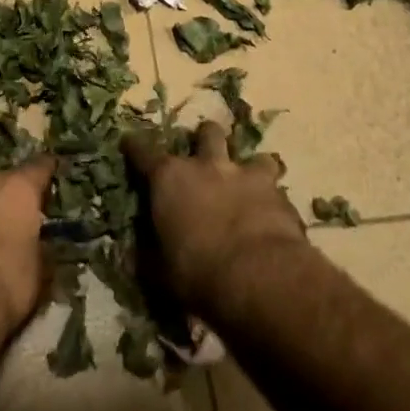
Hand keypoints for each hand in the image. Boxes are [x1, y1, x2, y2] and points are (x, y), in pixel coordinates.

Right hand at [123, 119, 308, 314]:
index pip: (143, 152)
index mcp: (170, 179)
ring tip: (250, 183)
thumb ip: (148, 254)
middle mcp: (208, 166)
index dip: (134, 147)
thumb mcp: (160, 271)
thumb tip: (133, 253)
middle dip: (206, 139)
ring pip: (254, 155)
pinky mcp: (280, 194)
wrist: (260, 277)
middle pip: (207, 133)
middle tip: (205, 156)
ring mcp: (247, 176)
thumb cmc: (197, 273)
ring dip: (250, 167)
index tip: (129, 142)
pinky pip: (277, 189)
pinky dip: (273, 200)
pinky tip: (274, 216)